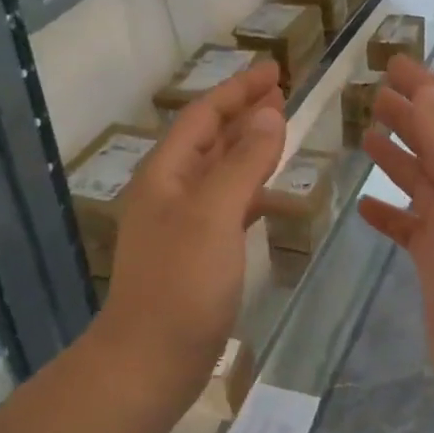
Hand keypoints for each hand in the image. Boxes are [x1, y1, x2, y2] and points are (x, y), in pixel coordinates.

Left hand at [92, 62, 285, 417]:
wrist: (150, 360)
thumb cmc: (182, 282)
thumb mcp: (215, 213)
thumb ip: (243, 162)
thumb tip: (269, 116)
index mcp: (166, 173)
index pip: (204, 115)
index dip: (239, 90)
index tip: (275, 71)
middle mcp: (170, 191)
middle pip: (210, 139)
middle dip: (244, 114)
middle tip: (283, 95)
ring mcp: (183, 224)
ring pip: (220, 172)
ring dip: (249, 149)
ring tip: (283, 134)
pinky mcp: (198, 254)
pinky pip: (229, 207)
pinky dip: (252, 192)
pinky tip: (274, 195)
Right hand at [358, 56, 433, 412]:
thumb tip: (427, 91)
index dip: (429, 88)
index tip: (396, 62)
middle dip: (411, 115)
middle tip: (374, 92)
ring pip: (424, 183)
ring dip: (399, 156)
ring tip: (367, 133)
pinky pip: (410, 228)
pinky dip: (390, 213)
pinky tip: (365, 205)